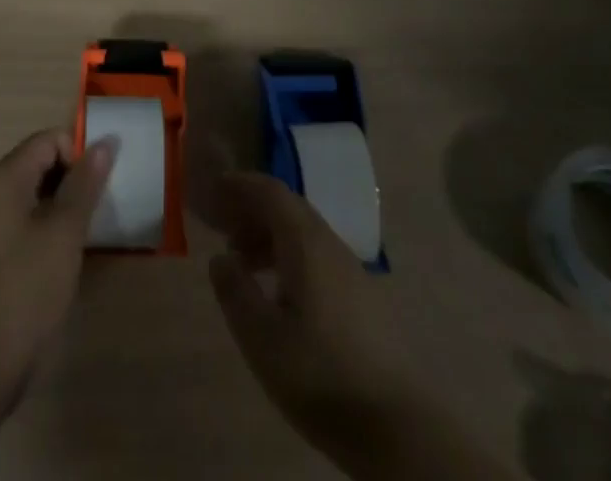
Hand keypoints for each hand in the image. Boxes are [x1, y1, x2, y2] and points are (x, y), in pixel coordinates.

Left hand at [0, 129, 114, 410]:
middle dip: (76, 177)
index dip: (80, 153)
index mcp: (6, 177)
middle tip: (103, 205)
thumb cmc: (25, 288)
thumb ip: (85, 183)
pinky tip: (71, 252)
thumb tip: (105, 141)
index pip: (50, 139)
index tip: (104, 184)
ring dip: (67, 203)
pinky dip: (52, 226)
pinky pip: (30, 220)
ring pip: (38, 193)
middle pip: (43, 162)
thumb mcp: (64, 232)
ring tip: (93, 228)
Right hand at [209, 173, 488, 480]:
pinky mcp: (362, 296)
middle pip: (288, 207)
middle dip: (253, 209)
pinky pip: (317, 255)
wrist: (396, 425)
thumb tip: (220, 258)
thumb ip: (236, 292)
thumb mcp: (262, 339)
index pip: (270, 191)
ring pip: (303, 232)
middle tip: (222, 229)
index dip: (240, 185)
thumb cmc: (320, 376)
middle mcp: (329, 244)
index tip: (214, 189)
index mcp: (305, 242)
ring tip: (244, 263)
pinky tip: (279, 293)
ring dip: (270, 235)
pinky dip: (289, 256)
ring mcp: (350, 269)